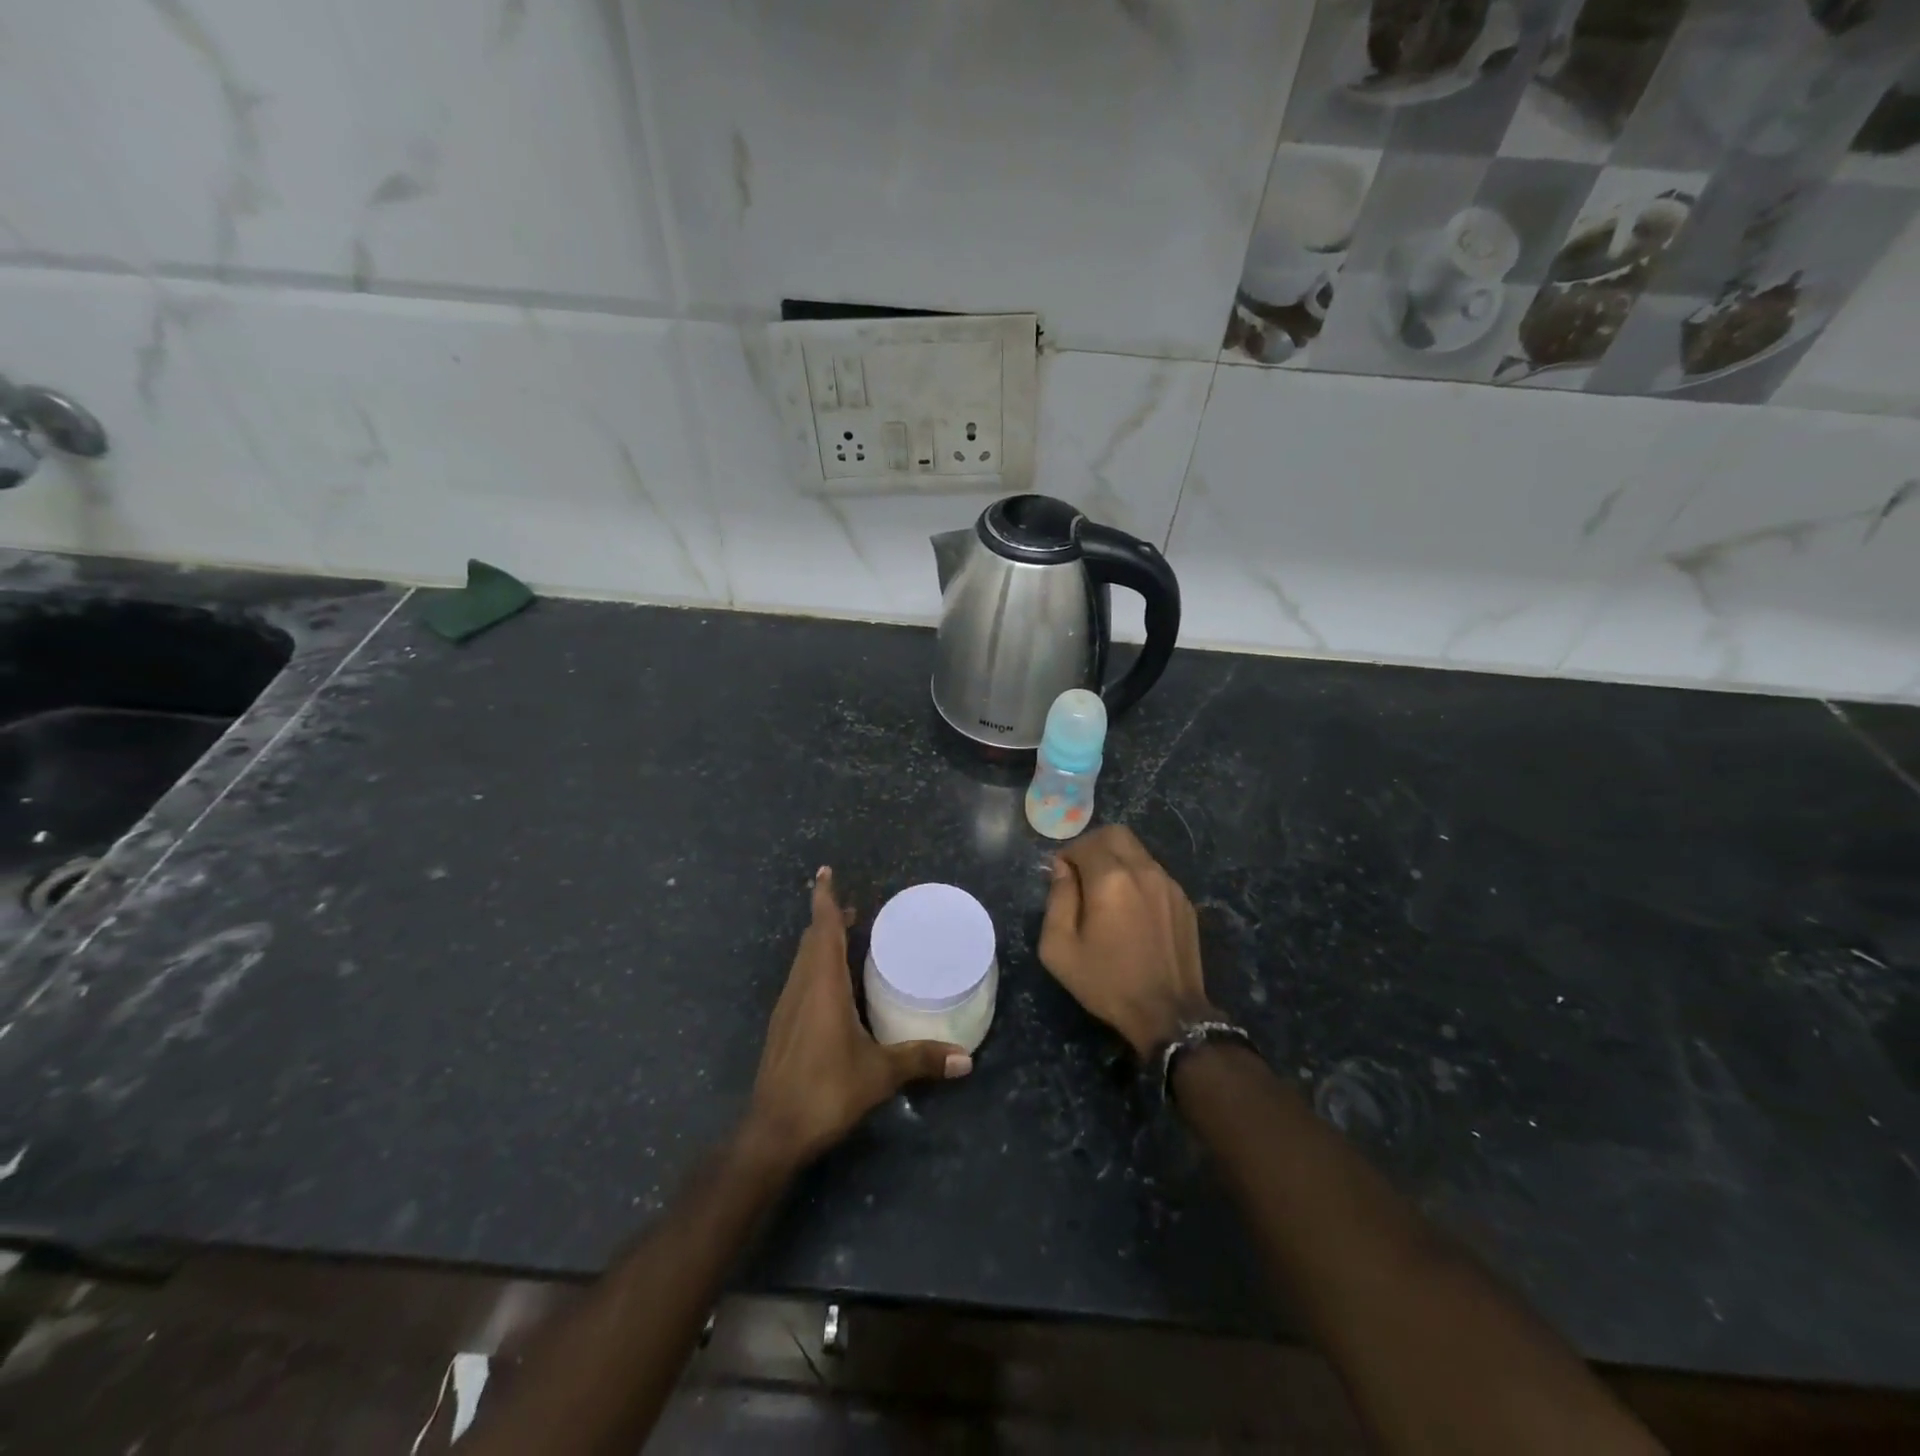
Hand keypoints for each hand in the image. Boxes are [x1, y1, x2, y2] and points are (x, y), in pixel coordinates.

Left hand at [743, 868, 971, 1172]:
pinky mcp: (782, 1027)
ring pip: (803, 960)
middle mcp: (801, 987)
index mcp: (823, 985)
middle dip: (829, 919)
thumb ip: (921, 1060)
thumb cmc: (826, 1091)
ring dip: (821, 942)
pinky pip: (800, 980)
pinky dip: (816, 966)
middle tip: (855, 909)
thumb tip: (966, 1059)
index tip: (824, 872)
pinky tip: (833, 985)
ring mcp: (787, 1007)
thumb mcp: (879, 1074)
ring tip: (846, 938)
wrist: (772, 1132)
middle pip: (811, 939)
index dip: (824, 898)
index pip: (822, 928)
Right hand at [1039, 826, 1216, 1058]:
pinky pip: (1154, 873)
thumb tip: (1061, 869)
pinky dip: (1137, 879)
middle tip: (1081, 875)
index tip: (1060, 877)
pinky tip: (1131, 912)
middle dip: (1093, 846)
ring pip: (1138, 851)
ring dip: (1117, 861)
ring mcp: (1169, 884)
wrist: (1168, 1014)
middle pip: (1115, 834)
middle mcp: (1143, 871)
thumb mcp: (1060, 948)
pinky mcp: (1184, 901)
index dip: (1067, 855)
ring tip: (1107, 896)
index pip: (1085, 843)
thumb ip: (1057, 899)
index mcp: (1111, 879)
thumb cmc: (1107, 982)